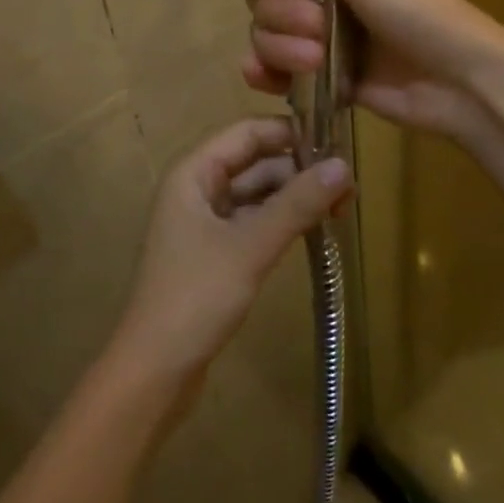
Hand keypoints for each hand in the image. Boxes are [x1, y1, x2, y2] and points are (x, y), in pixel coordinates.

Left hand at [111, 118, 349, 387]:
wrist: (155, 370)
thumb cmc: (196, 296)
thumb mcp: (251, 246)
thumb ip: (297, 204)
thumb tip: (343, 166)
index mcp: (194, 172)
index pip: (247, 132)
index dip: (290, 133)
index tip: (336, 143)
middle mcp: (196, 188)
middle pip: (254, 162)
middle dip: (298, 170)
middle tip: (349, 186)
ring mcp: (204, 221)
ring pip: (256, 194)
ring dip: (293, 197)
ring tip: (341, 208)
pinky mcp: (213, 251)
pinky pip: (252, 221)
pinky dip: (281, 221)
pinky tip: (313, 230)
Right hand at [240, 0, 503, 146]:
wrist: (461, 83)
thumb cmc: (419, 13)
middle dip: (282, 12)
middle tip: (318, 27)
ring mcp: (320, 34)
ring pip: (265, 31)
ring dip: (280, 46)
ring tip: (317, 62)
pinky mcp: (320, 74)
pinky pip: (272, 68)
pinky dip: (267, 73)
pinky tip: (273, 81)